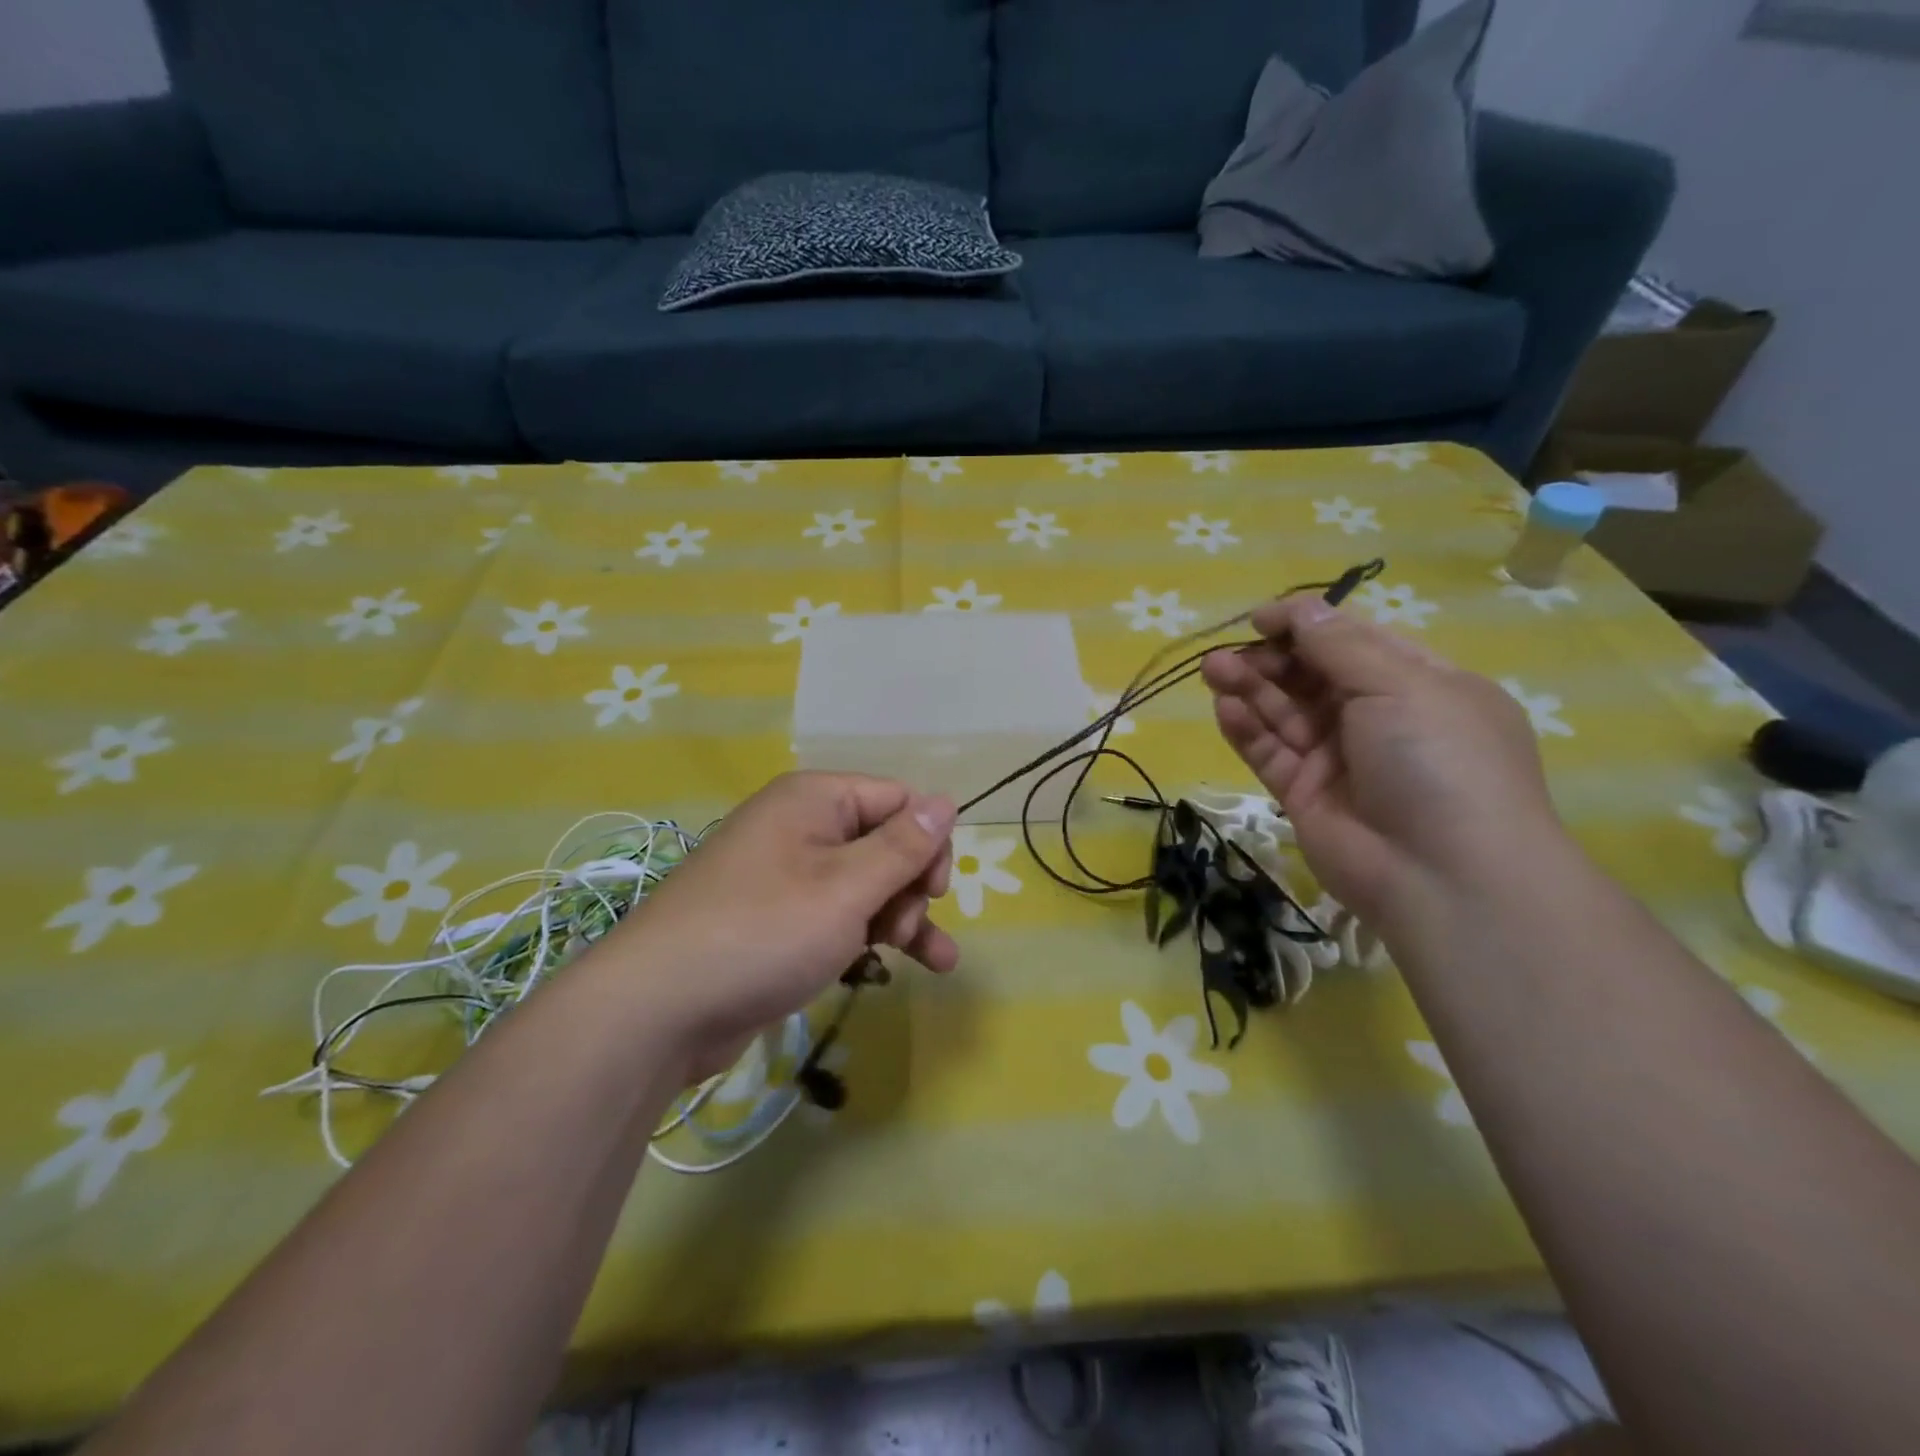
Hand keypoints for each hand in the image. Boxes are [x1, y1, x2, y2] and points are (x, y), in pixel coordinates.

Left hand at [597, 772, 955, 1081]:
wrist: (657, 1009)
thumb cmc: (763, 932)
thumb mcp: (846, 889)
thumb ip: (902, 846)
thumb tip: (947, 801)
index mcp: (814, 800)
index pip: (897, 799)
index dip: (926, 841)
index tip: (934, 890)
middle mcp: (801, 828)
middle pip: (884, 843)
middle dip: (910, 887)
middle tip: (906, 930)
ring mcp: (787, 877)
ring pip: (866, 885)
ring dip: (903, 919)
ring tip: (936, 961)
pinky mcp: (779, 921)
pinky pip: (838, 916)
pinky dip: (868, 937)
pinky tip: (893, 969)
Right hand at [1201, 597, 1566, 930]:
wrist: (1443, 876)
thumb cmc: (1438, 761)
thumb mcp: (1400, 685)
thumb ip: (1338, 645)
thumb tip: (1296, 608)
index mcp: (1418, 685)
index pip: (1353, 642)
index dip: (1306, 626)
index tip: (1261, 620)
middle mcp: (1378, 718)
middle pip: (1311, 676)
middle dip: (1269, 659)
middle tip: (1227, 654)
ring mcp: (1339, 759)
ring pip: (1284, 712)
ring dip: (1248, 688)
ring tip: (1213, 671)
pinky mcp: (1305, 794)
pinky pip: (1269, 752)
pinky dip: (1246, 729)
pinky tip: (1224, 708)